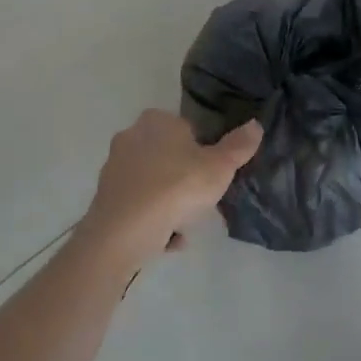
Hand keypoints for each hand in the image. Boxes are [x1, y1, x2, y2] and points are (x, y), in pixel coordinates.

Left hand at [77, 110, 261, 270]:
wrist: (123, 233)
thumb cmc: (176, 188)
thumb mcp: (219, 167)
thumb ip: (238, 146)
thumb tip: (256, 125)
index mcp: (157, 121)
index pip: (186, 128)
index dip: (202, 150)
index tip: (212, 172)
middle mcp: (130, 137)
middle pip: (168, 156)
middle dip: (184, 177)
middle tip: (203, 200)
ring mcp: (114, 169)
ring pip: (153, 183)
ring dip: (169, 202)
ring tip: (186, 224)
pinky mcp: (105, 199)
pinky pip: (138, 207)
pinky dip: (152, 220)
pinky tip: (167, 240)